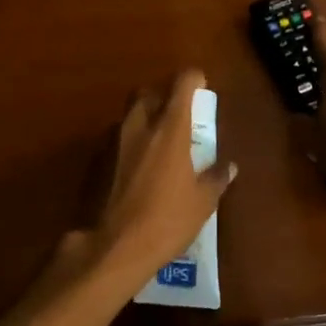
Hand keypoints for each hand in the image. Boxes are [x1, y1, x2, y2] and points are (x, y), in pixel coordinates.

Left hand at [79, 70, 234, 284]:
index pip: (182, 83)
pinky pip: (114, 140)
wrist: (113, 247)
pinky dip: (127, 144)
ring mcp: (112, 141)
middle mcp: (139, 126)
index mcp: (169, 128)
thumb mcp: (202, 202)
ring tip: (156, 144)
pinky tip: (135, 168)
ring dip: (143, 120)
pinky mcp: (96, 161)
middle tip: (176, 114)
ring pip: (128, 115)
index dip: (194, 79)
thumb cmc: (167, 221)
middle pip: (147, 92)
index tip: (202, 86)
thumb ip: (216, 178)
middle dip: (162, 95)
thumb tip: (229, 166)